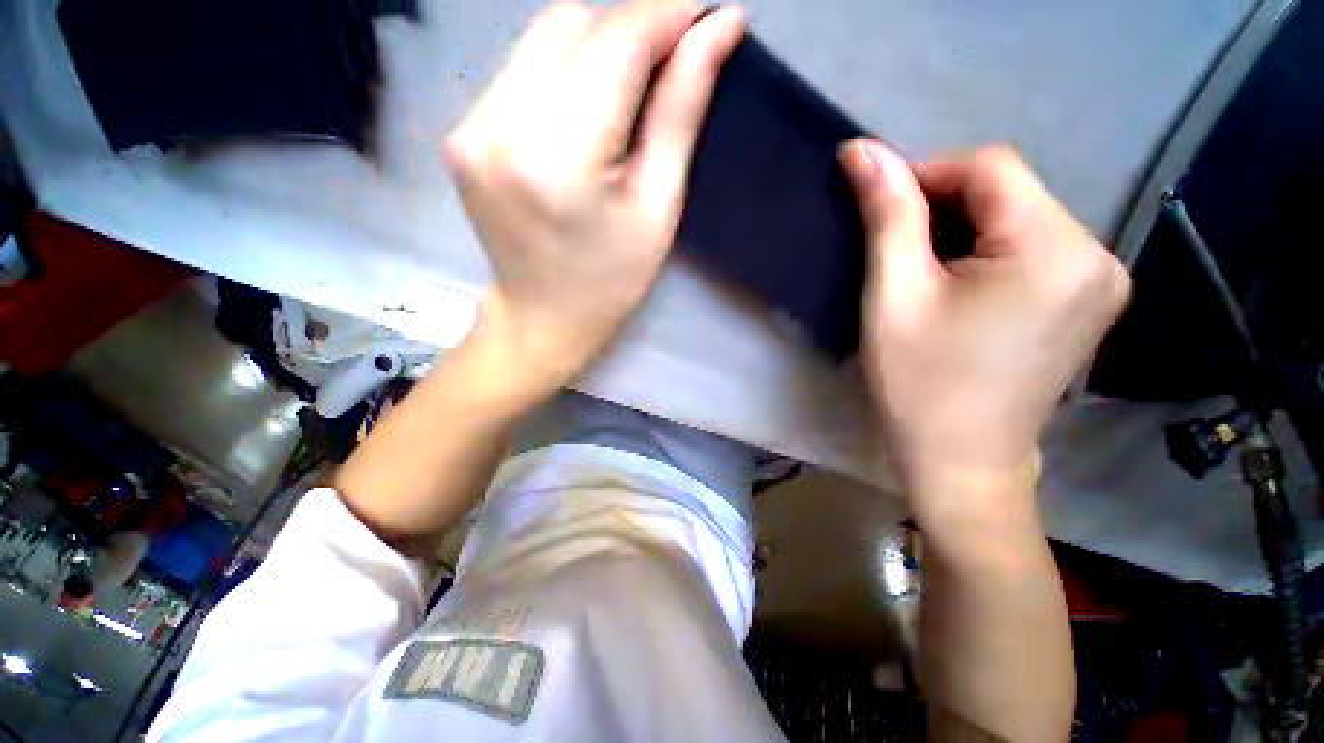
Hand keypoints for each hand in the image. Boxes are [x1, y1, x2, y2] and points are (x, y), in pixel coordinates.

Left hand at [446, 0, 745, 390]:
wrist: (543, 317)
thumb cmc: (612, 279)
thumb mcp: (659, 207)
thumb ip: (681, 113)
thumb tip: (717, 30)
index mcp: (559, 158)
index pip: (616, 42)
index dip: (668, 14)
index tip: (710, 14)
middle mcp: (500, 126)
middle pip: (571, 23)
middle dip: (632, 27)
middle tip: (671, 60)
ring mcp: (470, 126)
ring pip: (543, 38)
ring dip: (598, 46)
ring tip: (630, 91)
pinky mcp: (463, 132)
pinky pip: (521, 70)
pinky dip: (564, 72)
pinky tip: (586, 112)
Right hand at [840, 142, 1130, 509]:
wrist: (961, 461)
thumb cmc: (919, 384)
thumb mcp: (893, 297)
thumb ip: (887, 216)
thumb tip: (862, 150)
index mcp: (1054, 250)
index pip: (989, 167)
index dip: (926, 174)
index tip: (879, 209)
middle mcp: (1097, 253)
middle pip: (1010, 190)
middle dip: (944, 205)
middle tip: (895, 249)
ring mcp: (1102, 279)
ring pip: (1020, 215)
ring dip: (963, 227)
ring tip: (921, 270)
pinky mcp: (1090, 300)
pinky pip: (1035, 245)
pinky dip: (988, 249)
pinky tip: (959, 283)